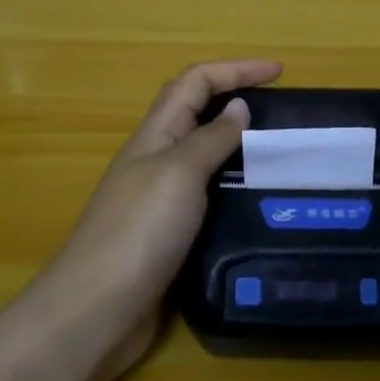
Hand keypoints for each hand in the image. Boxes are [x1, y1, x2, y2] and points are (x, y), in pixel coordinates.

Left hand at [49, 59, 281, 377]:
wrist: (96, 311)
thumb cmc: (139, 232)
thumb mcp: (179, 173)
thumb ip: (210, 139)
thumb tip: (238, 107)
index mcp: (155, 135)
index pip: (196, 82)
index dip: (236, 69)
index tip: (279, 72)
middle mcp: (156, 159)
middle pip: (197, 113)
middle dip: (236, 98)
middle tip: (283, 111)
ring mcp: (160, 199)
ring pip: (204, 156)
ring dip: (239, 146)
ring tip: (281, 155)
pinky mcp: (169, 235)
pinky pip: (207, 196)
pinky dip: (233, 188)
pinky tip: (258, 204)